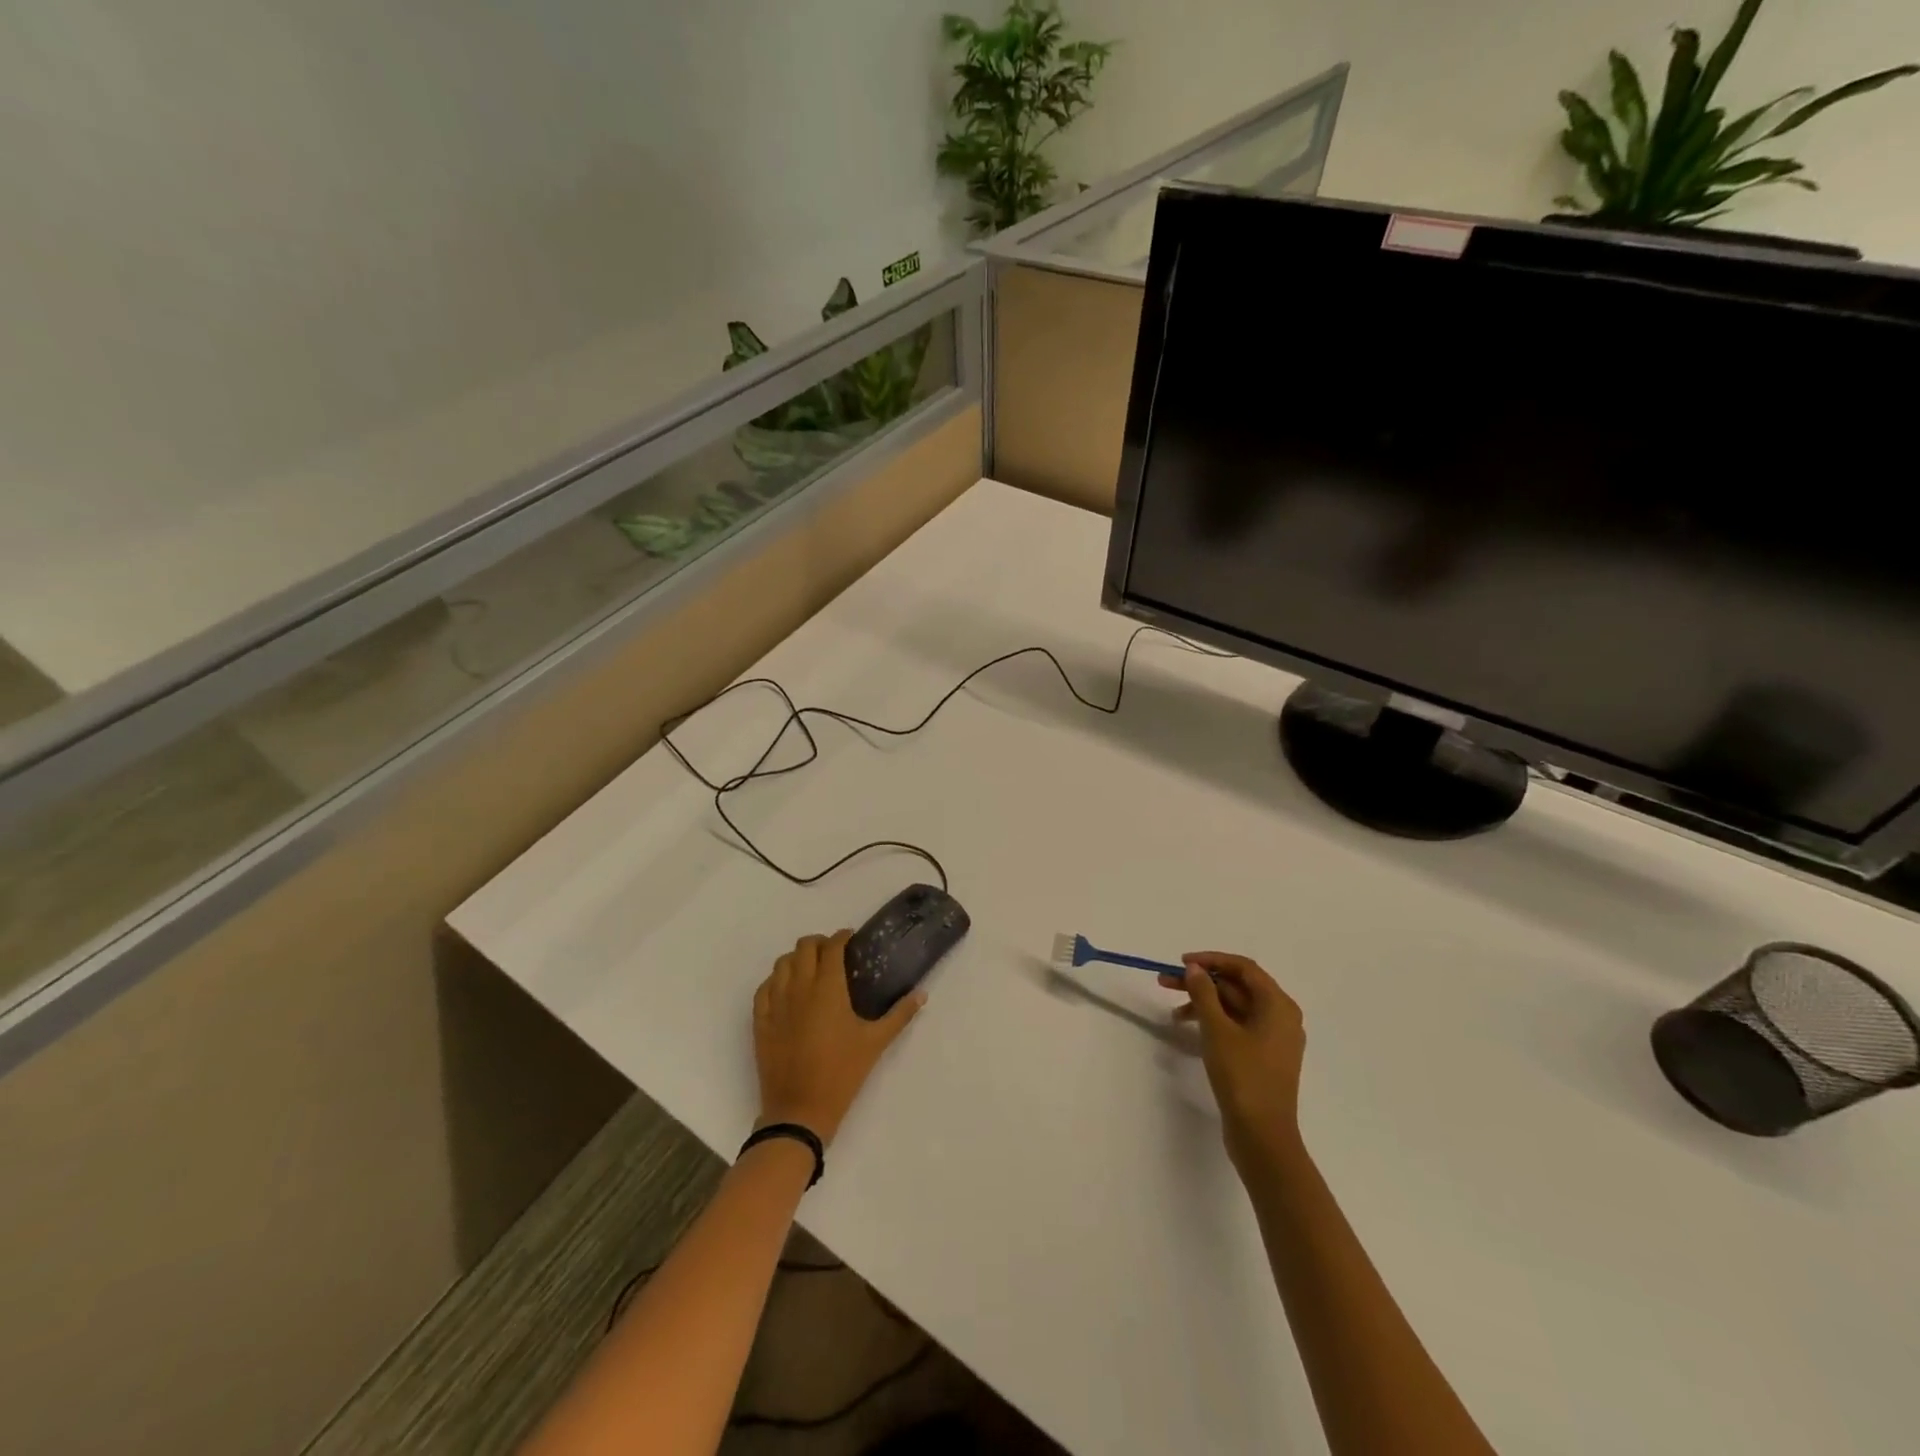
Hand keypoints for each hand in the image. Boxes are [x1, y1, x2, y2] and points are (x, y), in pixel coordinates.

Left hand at [752, 930, 924, 1145]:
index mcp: (828, 988)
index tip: (851, 940)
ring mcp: (776, 1003)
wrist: (800, 1110)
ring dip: (797, 959)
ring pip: (781, 963)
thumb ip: (900, 1014)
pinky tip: (787, 991)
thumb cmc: (842, 1073)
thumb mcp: (875, 1042)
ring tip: (811, 970)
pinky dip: (776, 981)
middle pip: (804, 947)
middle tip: (833, 955)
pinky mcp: (760, 1021)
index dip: (841, 937)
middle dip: (820, 943)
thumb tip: (922, 994)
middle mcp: (799, 987)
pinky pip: (764, 988)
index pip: (832, 947)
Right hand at [1160, 952, 1305, 1170]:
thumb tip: (1195, 969)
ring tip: (1173, 1011)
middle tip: (1165, 983)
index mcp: (1278, 1005)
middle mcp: (1281, 1017)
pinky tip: (1190, 1029)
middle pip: (1238, 987)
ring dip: (1204, 1003)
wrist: (1262, 1136)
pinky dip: (1214, 1023)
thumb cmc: (1243, 1077)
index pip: (1244, 968)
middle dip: (1202, 983)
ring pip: (1235, 1008)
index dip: (1211, 960)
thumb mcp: (1217, 1030)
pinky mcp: (1263, 1058)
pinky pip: (1237, 1027)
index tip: (1182, 962)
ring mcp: (1273, 1039)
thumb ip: (1204, 994)